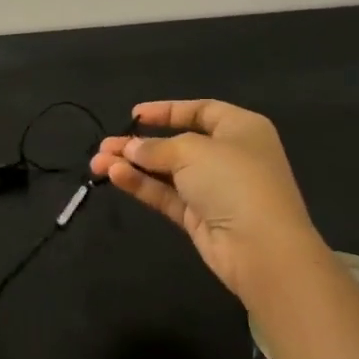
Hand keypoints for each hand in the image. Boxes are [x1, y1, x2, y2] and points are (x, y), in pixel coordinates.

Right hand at [90, 99, 326, 307]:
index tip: (134, 115)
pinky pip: (166, 195)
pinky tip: (114, 176)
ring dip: (133, 165)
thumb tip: (131, 149)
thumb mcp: (192, 151)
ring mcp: (214, 189)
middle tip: (104, 146)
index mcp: (241, 128)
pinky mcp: (199, 217)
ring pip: (166, 172)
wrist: (261, 247)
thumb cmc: (235, 181)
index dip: (167, 111)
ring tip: (97, 162)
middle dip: (139, 144)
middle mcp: (229, 155)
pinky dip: (141, 185)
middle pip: (177, 143)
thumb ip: (157, 148)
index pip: (200, 111)